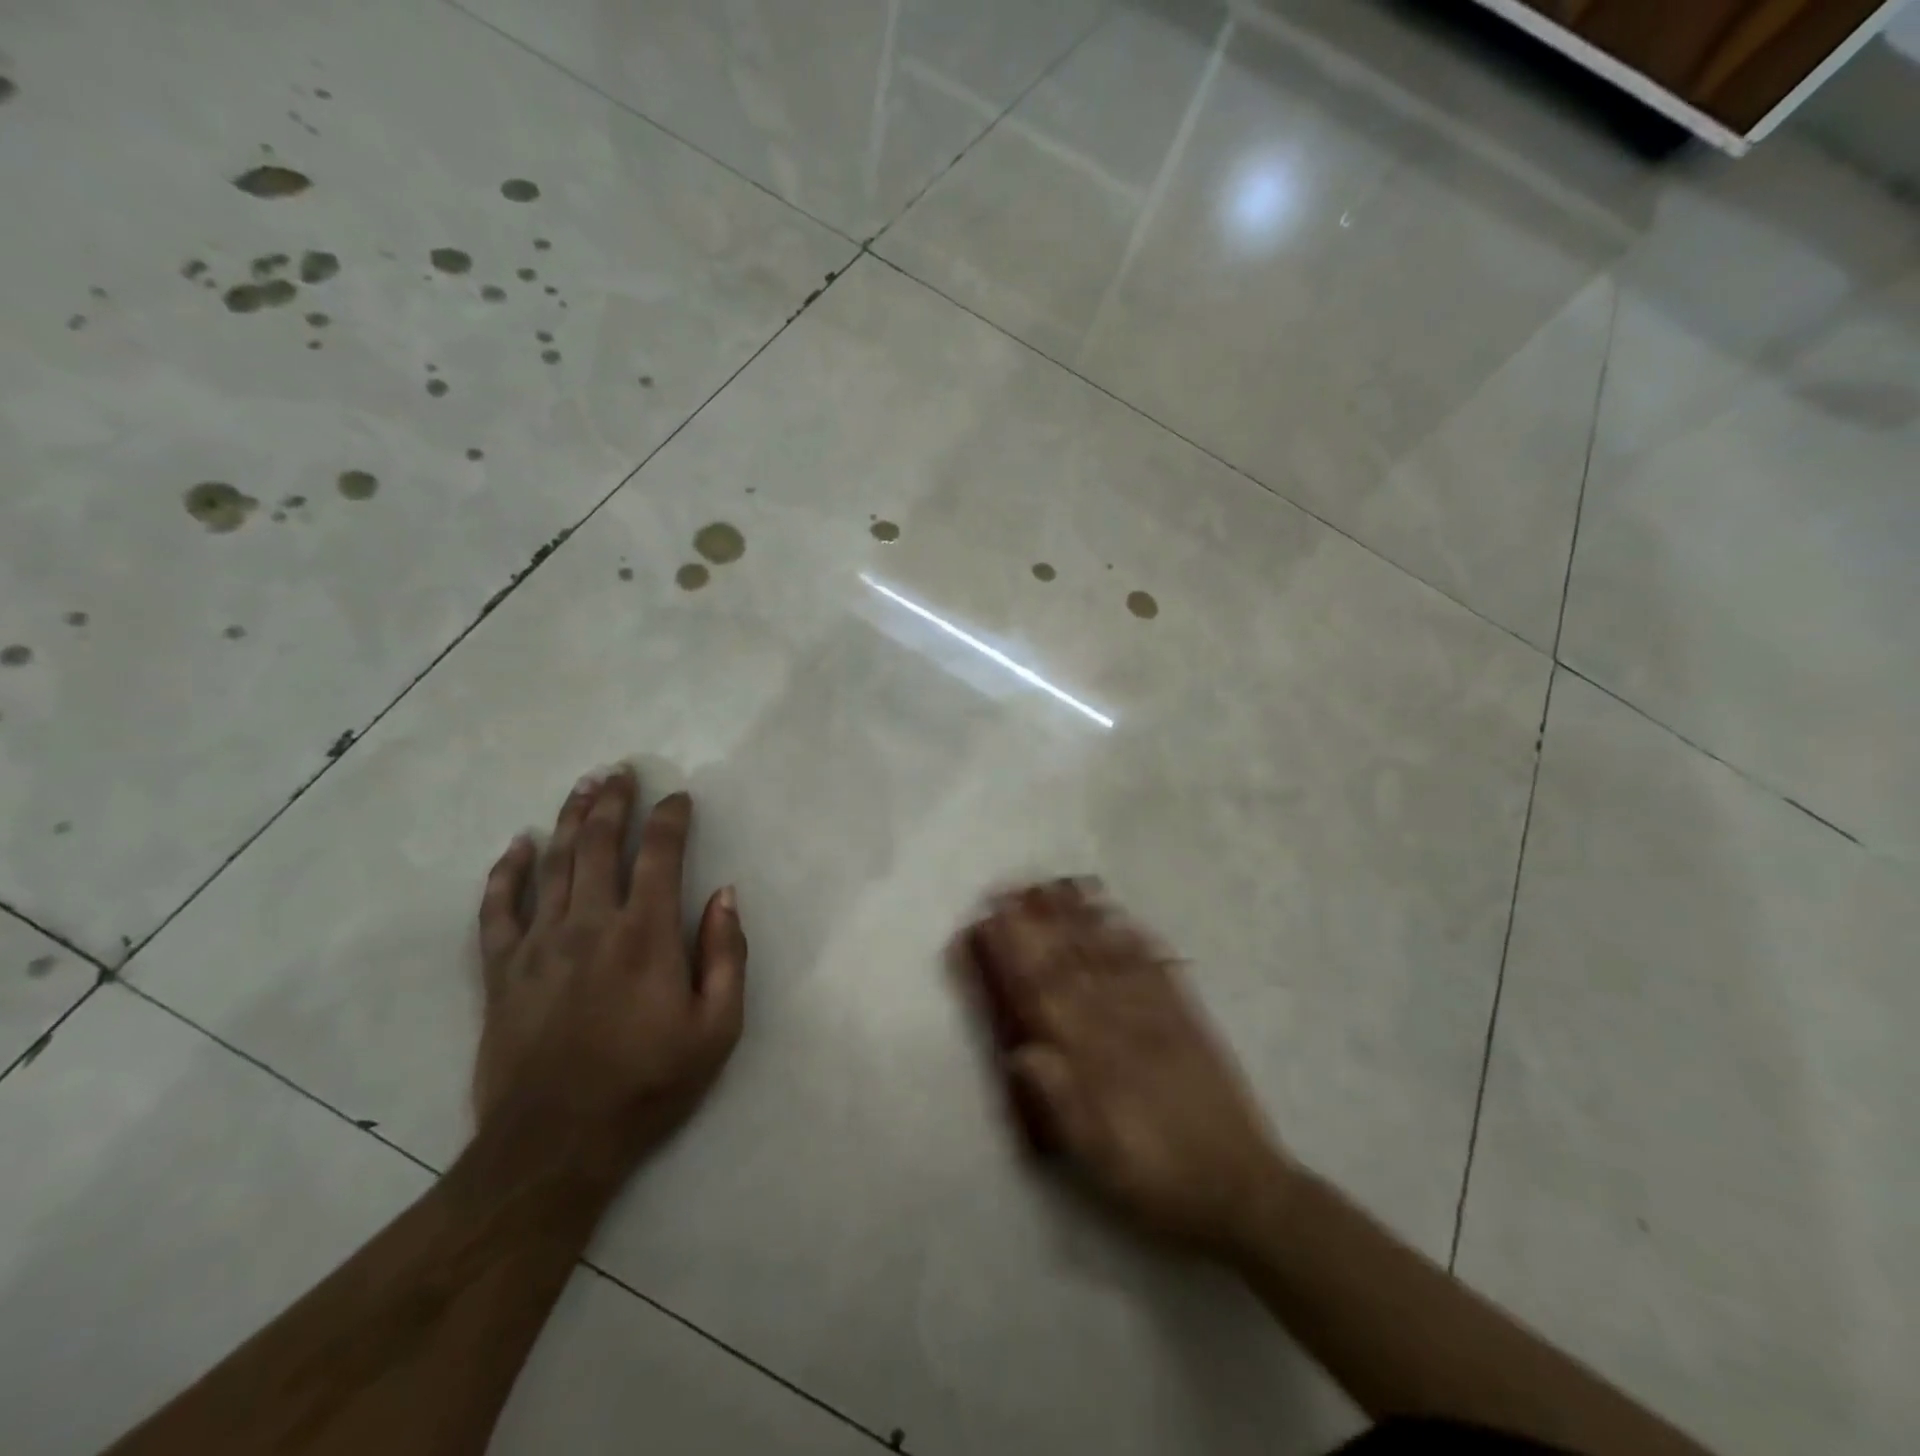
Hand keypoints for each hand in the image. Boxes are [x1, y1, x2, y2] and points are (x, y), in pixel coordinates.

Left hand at [474, 765, 746, 1183]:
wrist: (555, 1144)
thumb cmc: (648, 1083)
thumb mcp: (717, 1028)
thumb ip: (726, 954)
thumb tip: (725, 893)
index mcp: (646, 934)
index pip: (660, 854)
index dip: (671, 818)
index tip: (679, 797)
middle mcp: (591, 924)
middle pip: (601, 844)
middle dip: (614, 801)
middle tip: (620, 770)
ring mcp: (539, 944)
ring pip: (554, 864)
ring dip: (570, 819)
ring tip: (582, 786)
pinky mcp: (501, 971)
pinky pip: (497, 909)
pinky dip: (506, 872)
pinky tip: (516, 845)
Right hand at [956, 880, 1293, 1257]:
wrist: (1245, 1193)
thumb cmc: (1160, 1183)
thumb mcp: (1101, 1160)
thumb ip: (1062, 1103)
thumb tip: (1020, 1052)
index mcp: (1098, 1060)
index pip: (1046, 996)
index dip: (1016, 955)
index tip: (991, 924)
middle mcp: (1125, 1027)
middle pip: (1074, 964)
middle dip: (1040, 923)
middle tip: (1013, 888)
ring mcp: (1161, 1018)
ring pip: (1113, 958)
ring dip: (1083, 919)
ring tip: (1060, 886)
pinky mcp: (1190, 1021)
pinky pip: (1159, 971)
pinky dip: (1138, 941)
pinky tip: (1123, 918)